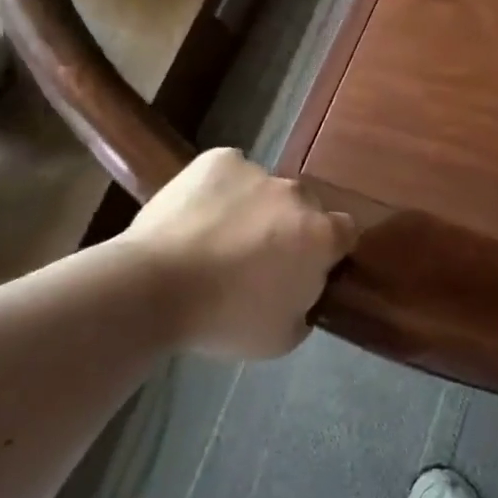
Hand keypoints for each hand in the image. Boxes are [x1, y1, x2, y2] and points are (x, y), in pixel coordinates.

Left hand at [115, 148, 357, 359]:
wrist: (153, 288)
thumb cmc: (223, 320)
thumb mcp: (281, 338)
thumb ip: (305, 307)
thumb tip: (302, 293)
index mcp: (321, 236)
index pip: (345, 232)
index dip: (328, 250)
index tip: (305, 267)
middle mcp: (297, 195)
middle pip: (304, 208)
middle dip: (288, 228)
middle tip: (256, 258)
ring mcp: (258, 172)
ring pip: (264, 190)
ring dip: (253, 209)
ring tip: (216, 238)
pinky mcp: (219, 159)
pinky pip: (230, 171)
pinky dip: (220, 189)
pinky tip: (197, 215)